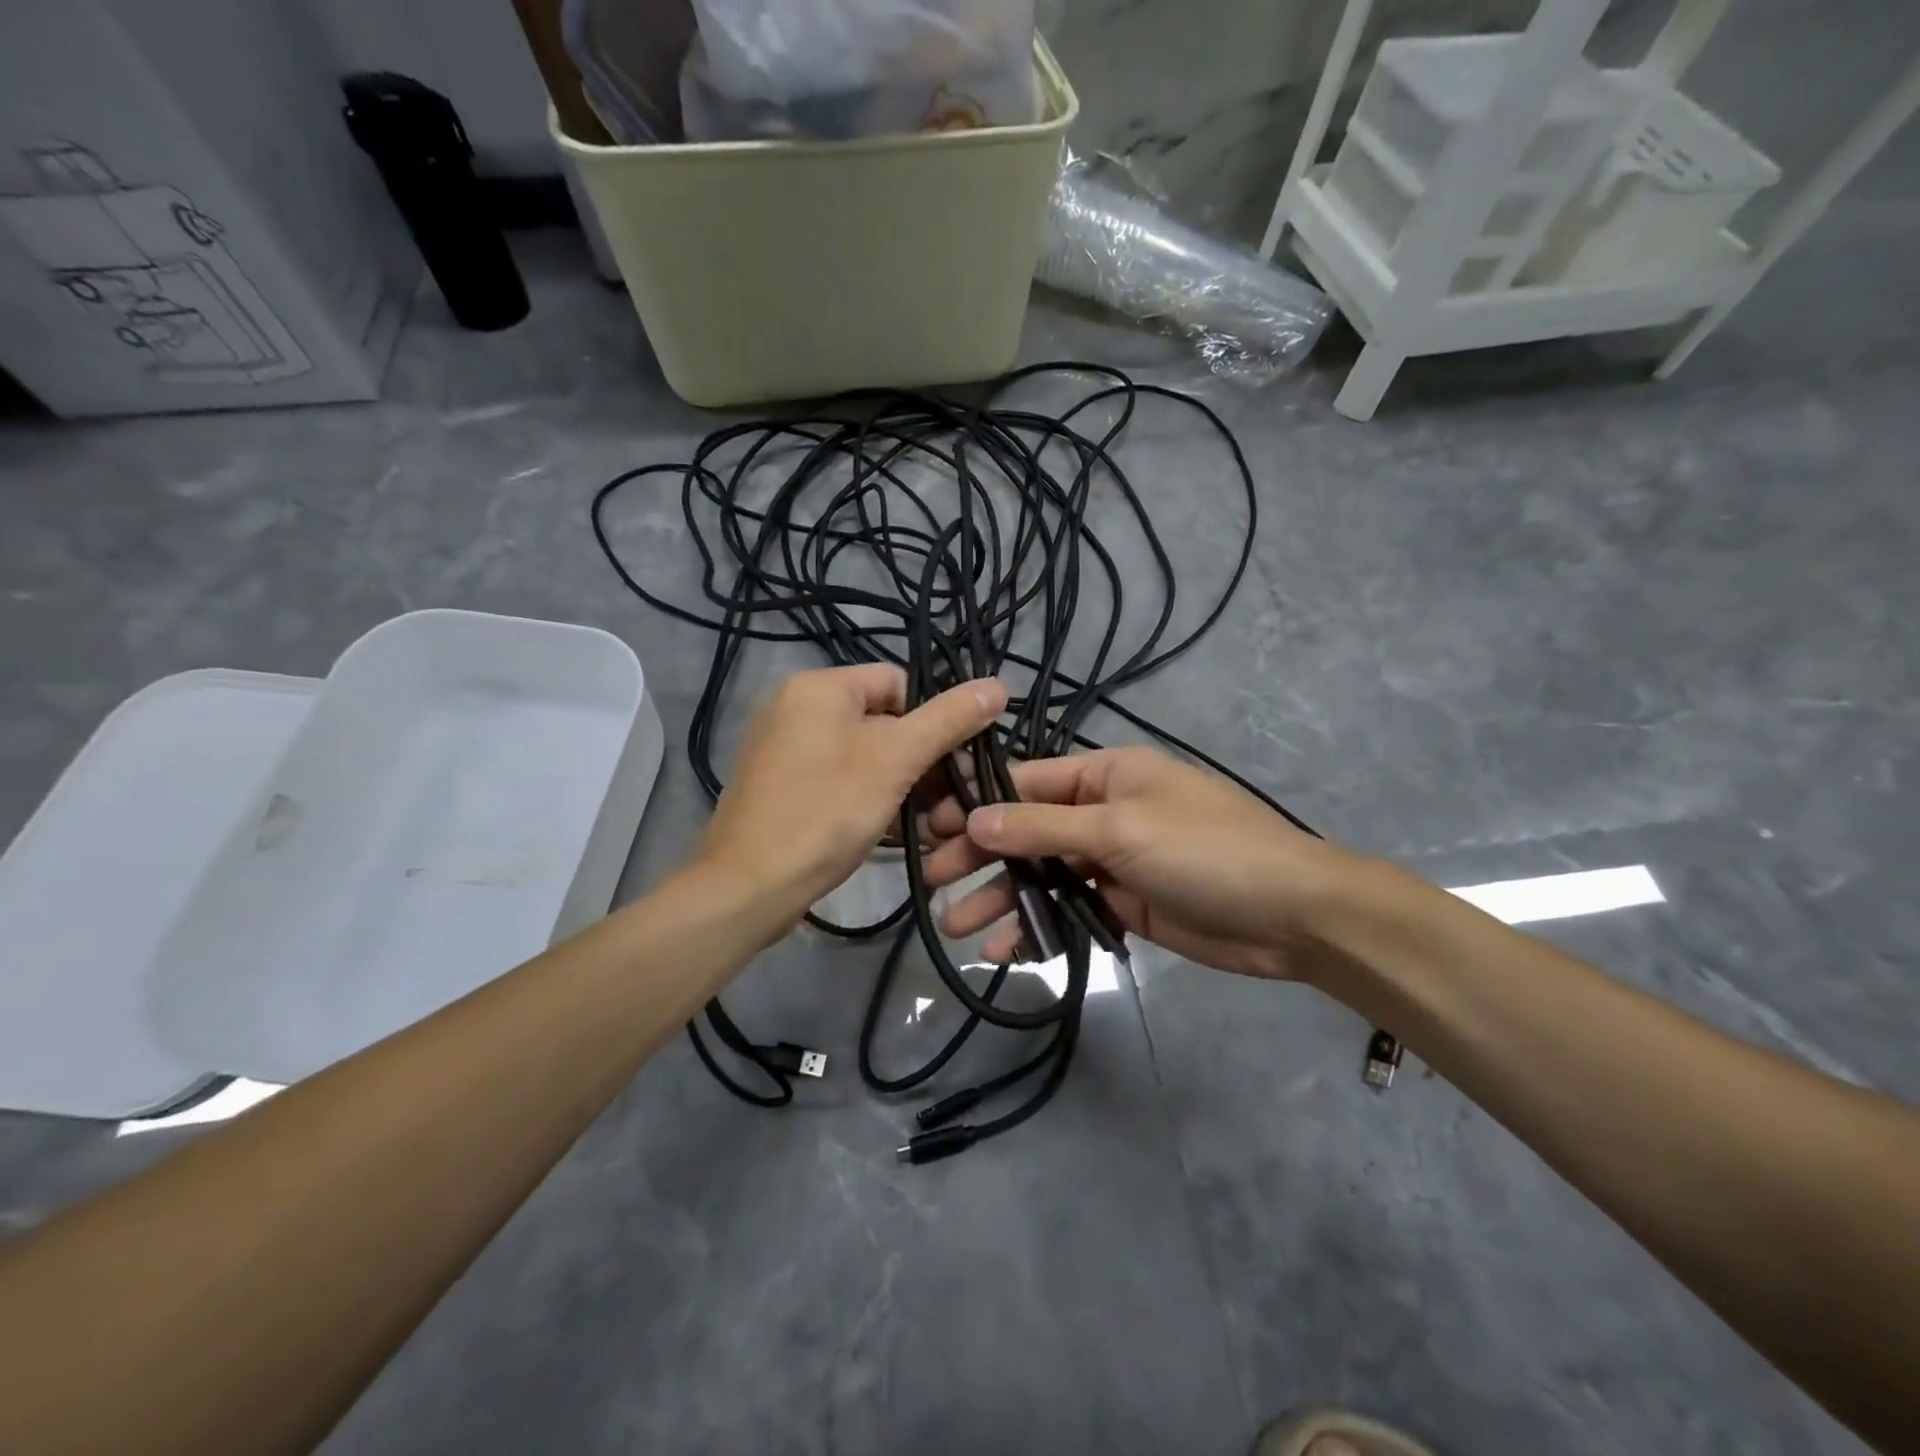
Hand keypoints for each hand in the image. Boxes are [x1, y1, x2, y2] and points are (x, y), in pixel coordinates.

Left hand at [699, 665, 1006, 931]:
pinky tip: (900, 833)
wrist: (748, 886)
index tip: (959, 762)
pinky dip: (873, 801)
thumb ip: (949, 720)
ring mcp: (787, 751)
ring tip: (935, 826)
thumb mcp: (896, 759)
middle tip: (955, 802)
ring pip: (866, 758)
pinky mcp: (784, 788)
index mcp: (819, 687)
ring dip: (905, 788)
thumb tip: (998, 685)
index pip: (899, 683)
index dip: (935, 719)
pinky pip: (842, 782)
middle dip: (924, 763)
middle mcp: (797, 708)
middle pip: (884, 722)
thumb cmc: (827, 811)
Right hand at [922, 746, 1361, 978]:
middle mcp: (1104, 812)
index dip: (978, 802)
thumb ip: (1043, 827)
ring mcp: (1113, 861)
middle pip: (1027, 830)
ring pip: (1043, 875)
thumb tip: (974, 819)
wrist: (1290, 915)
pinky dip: (1038, 928)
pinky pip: (1068, 910)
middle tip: (932, 879)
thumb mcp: (1119, 829)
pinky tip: (1005, 952)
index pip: (1027, 782)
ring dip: (1002, 899)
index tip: (929, 826)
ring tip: (955, 927)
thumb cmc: (1204, 851)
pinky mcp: (1123, 905)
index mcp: (1106, 775)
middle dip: (981, 855)